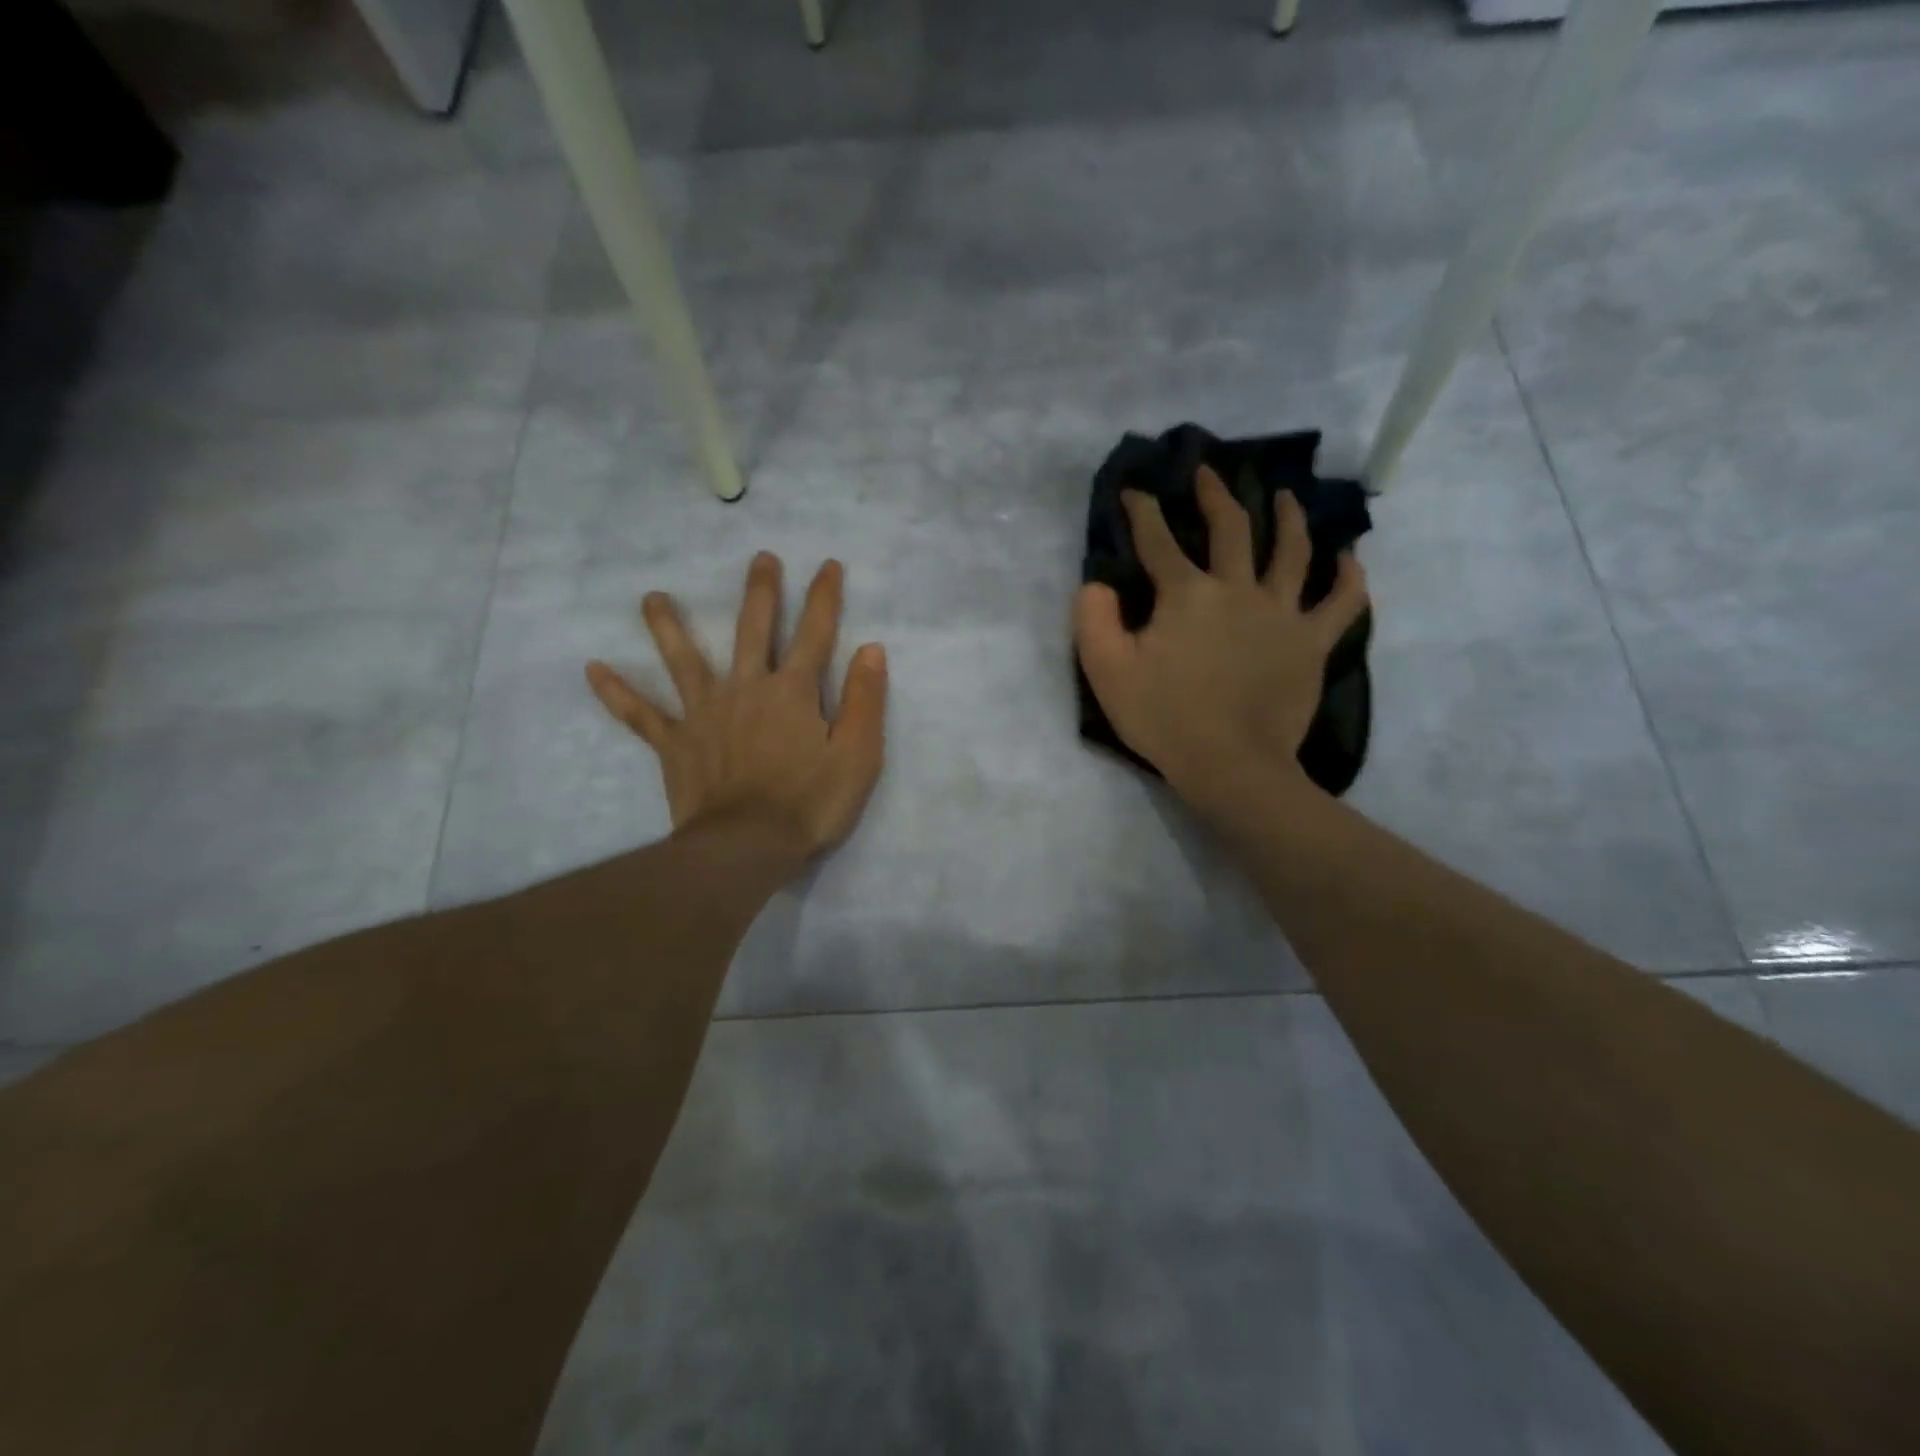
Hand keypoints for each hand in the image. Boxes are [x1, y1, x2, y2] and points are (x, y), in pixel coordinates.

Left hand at [586, 553, 887, 859]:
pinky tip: (593, 670)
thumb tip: (871, 649)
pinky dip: (617, 694)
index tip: (828, 565)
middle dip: (761, 593)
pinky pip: (641, 715)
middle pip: (753, 630)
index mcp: (793, 692)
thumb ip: (865, 700)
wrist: (746, 847)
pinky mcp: (676, 743)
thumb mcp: (858, 756)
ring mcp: (705, 714)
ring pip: (684, 660)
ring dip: (668, 627)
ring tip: (652, 597)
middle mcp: (746, 689)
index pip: (816, 633)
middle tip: (760, 558)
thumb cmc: (810, 804)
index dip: (824, 597)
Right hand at [1074, 465, 1367, 811]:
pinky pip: (1341, 602)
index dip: (1143, 511)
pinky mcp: (1312, 642)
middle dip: (1216, 494)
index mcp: (1187, 594)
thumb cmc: (1164, 719)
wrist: (1231, 764)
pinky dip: (1349, 578)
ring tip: (1286, 496)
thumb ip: (1093, 620)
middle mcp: (1238, 589)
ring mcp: (1282, 613)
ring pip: (1294, 551)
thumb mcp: (1108, 672)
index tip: (1135, 490)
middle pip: (1232, 527)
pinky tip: (1350, 559)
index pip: (1158, 540)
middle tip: (1210, 472)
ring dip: (1289, 517)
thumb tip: (1096, 584)